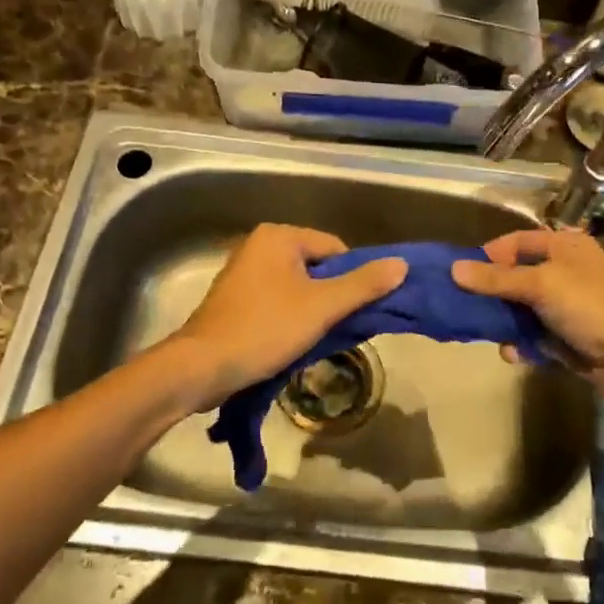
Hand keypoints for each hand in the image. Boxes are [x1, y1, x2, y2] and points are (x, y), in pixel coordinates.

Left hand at [163, 225, 406, 411]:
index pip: (335, 248)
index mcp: (278, 236)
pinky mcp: (234, 299)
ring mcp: (243, 272)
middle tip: (340, 326)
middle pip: (316, 266)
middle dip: (332, 296)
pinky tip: (292, 342)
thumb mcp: (322, 307)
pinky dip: (290, 317)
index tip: (356, 310)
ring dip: (312, 310)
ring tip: (317, 338)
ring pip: (297, 286)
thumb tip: (402, 264)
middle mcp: (259, 246)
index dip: (352, 278)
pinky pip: (276, 300)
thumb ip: (363, 285)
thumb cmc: (265, 328)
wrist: (201, 366)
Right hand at [451, 229, 603, 398]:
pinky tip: (514, 354)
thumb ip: (497, 279)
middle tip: (465, 306)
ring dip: (505, 323)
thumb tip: (454, 269)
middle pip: (516, 277)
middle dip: (492, 293)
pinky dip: (522, 345)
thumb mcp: (540, 284)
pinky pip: (534, 337)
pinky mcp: (567, 339)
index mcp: (564, 246)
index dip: (489, 255)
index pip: (516, 242)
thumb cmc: (590, 305)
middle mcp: (564, 272)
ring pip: (522, 310)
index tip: (463, 274)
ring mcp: (567, 307)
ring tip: (489, 333)